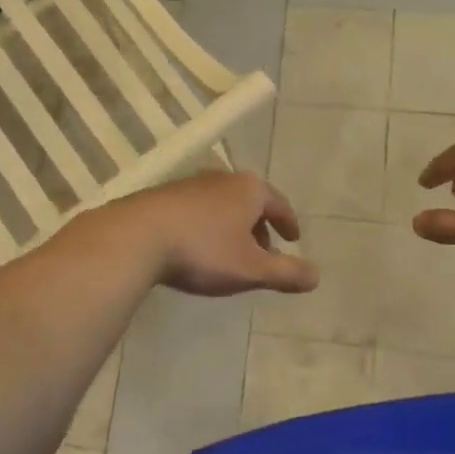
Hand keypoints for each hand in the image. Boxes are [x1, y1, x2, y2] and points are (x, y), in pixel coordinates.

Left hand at [93, 171, 320, 296]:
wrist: (137, 236)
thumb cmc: (204, 250)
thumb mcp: (251, 269)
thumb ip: (286, 272)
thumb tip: (317, 276)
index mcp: (249, 189)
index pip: (279, 203)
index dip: (288, 222)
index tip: (293, 238)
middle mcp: (222, 178)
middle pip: (250, 200)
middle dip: (259, 225)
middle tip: (264, 250)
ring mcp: (190, 183)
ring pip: (222, 204)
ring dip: (231, 225)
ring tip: (230, 251)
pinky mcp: (163, 195)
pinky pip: (197, 209)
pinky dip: (207, 225)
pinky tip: (197, 246)